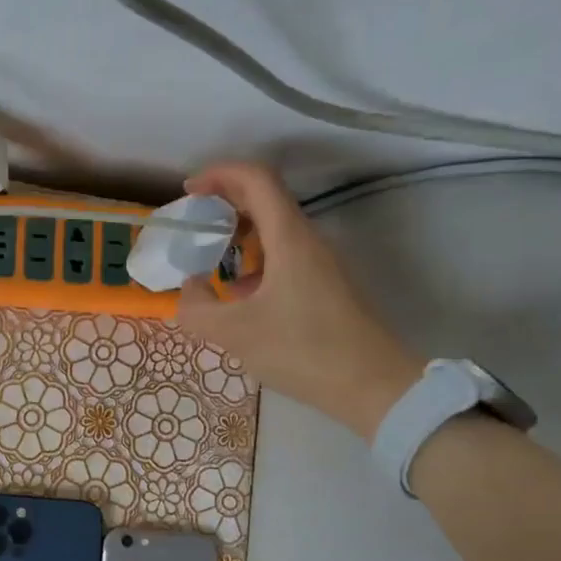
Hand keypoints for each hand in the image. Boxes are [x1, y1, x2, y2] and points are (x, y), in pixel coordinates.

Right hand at [175, 163, 424, 439]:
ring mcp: (319, 263)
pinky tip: (237, 294)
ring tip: (208, 259)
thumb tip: (189, 286)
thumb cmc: (302, 350)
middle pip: (266, 199)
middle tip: (193, 220)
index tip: (189, 190)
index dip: (220, 174)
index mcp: (289, 238)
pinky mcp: (323, 286)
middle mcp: (307, 240)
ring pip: (274, 230)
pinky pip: (283, 256)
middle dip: (225, 201)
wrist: (371, 386)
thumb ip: (196, 307)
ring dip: (238, 233)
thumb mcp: (234, 333)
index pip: (256, 179)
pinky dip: (254, 261)